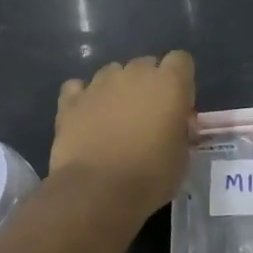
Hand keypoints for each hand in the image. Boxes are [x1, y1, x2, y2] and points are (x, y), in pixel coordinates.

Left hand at [50, 51, 195, 219]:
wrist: (97, 192)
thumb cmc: (150, 177)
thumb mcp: (182, 157)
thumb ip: (180, 131)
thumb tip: (173, 125)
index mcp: (169, 84)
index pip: (181, 60)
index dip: (181, 83)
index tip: (178, 108)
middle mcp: (134, 74)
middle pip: (146, 65)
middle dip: (149, 85)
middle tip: (147, 117)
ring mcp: (99, 84)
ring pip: (113, 73)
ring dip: (118, 90)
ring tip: (115, 120)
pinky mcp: (70, 100)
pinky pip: (79, 88)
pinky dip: (84, 99)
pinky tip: (87, 118)